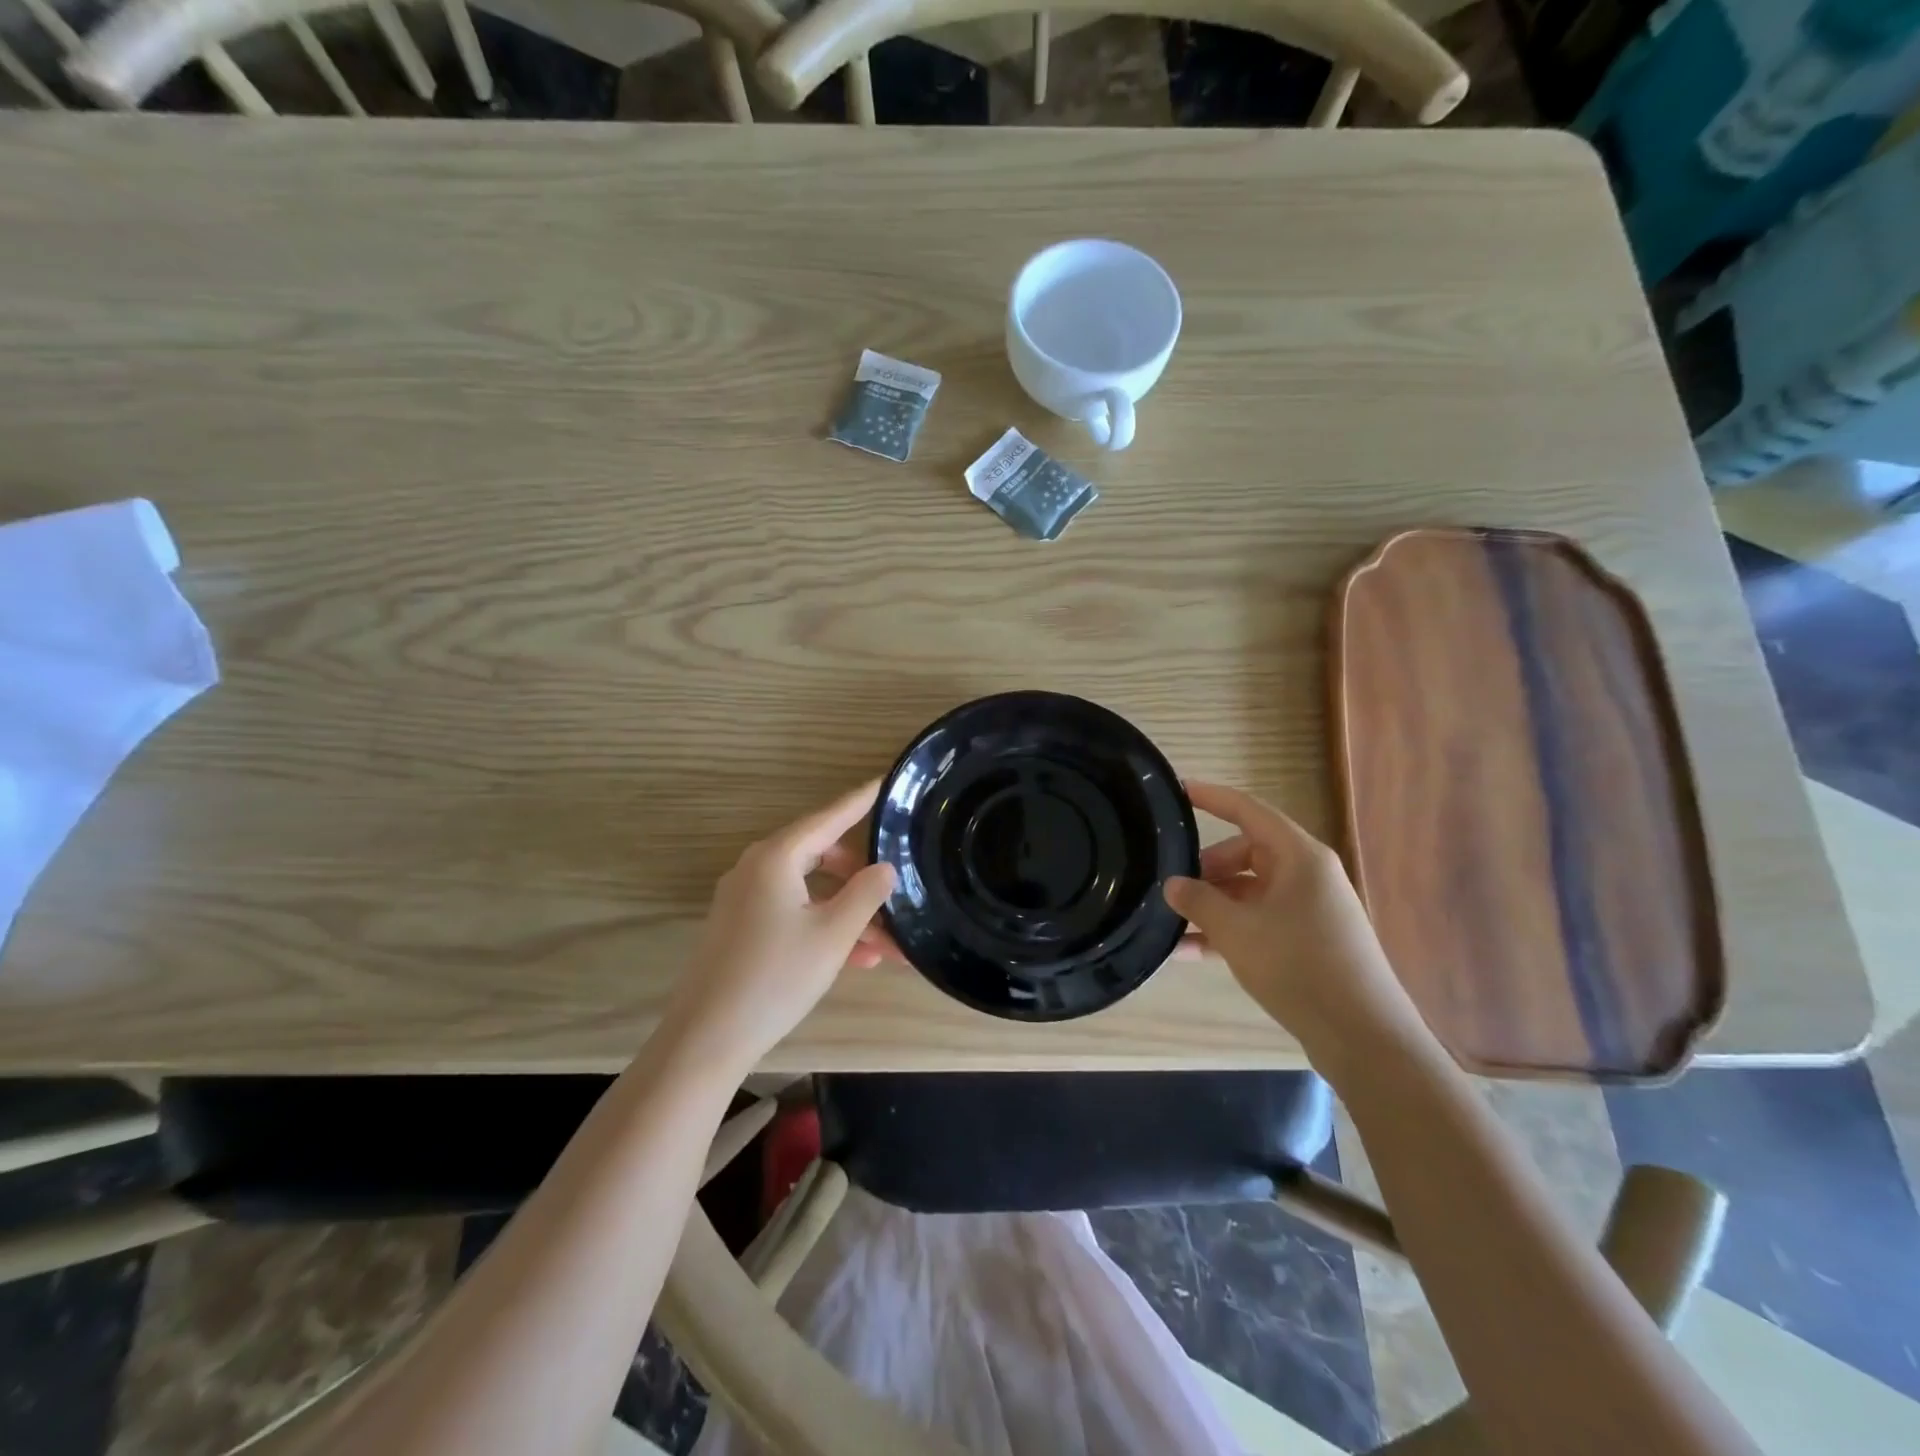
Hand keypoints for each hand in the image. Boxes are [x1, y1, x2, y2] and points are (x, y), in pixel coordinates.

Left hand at [660, 780, 895, 1070]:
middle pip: (820, 855)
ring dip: (848, 912)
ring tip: (888, 945)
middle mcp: (757, 868)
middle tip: (894, 888)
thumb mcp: (833, 935)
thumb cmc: (775, 977)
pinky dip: (823, 927)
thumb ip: (865, 894)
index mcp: (777, 858)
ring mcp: (745, 899)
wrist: (707, 1038)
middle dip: (861, 876)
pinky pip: (793, 913)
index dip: (860, 801)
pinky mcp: (742, 928)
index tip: (885, 783)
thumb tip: (885, 867)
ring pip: (810, 891)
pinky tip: (858, 959)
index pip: (829, 817)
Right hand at [1164, 781, 1425, 1056]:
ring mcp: (1309, 910)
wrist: (1363, 1037)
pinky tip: (1191, 952)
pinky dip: (1228, 931)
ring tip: (1171, 924)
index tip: (1178, 789)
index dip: (1212, 798)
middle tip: (1171, 886)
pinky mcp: (1308, 942)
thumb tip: (1172, 884)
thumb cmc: (1299, 967)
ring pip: (1249, 892)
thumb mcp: (1237, 931)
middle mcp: (1307, 875)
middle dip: (1206, 868)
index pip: (1248, 811)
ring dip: (1212, 905)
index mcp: (1299, 856)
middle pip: (1246, 854)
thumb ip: (1199, 901)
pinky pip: (1259, 922)